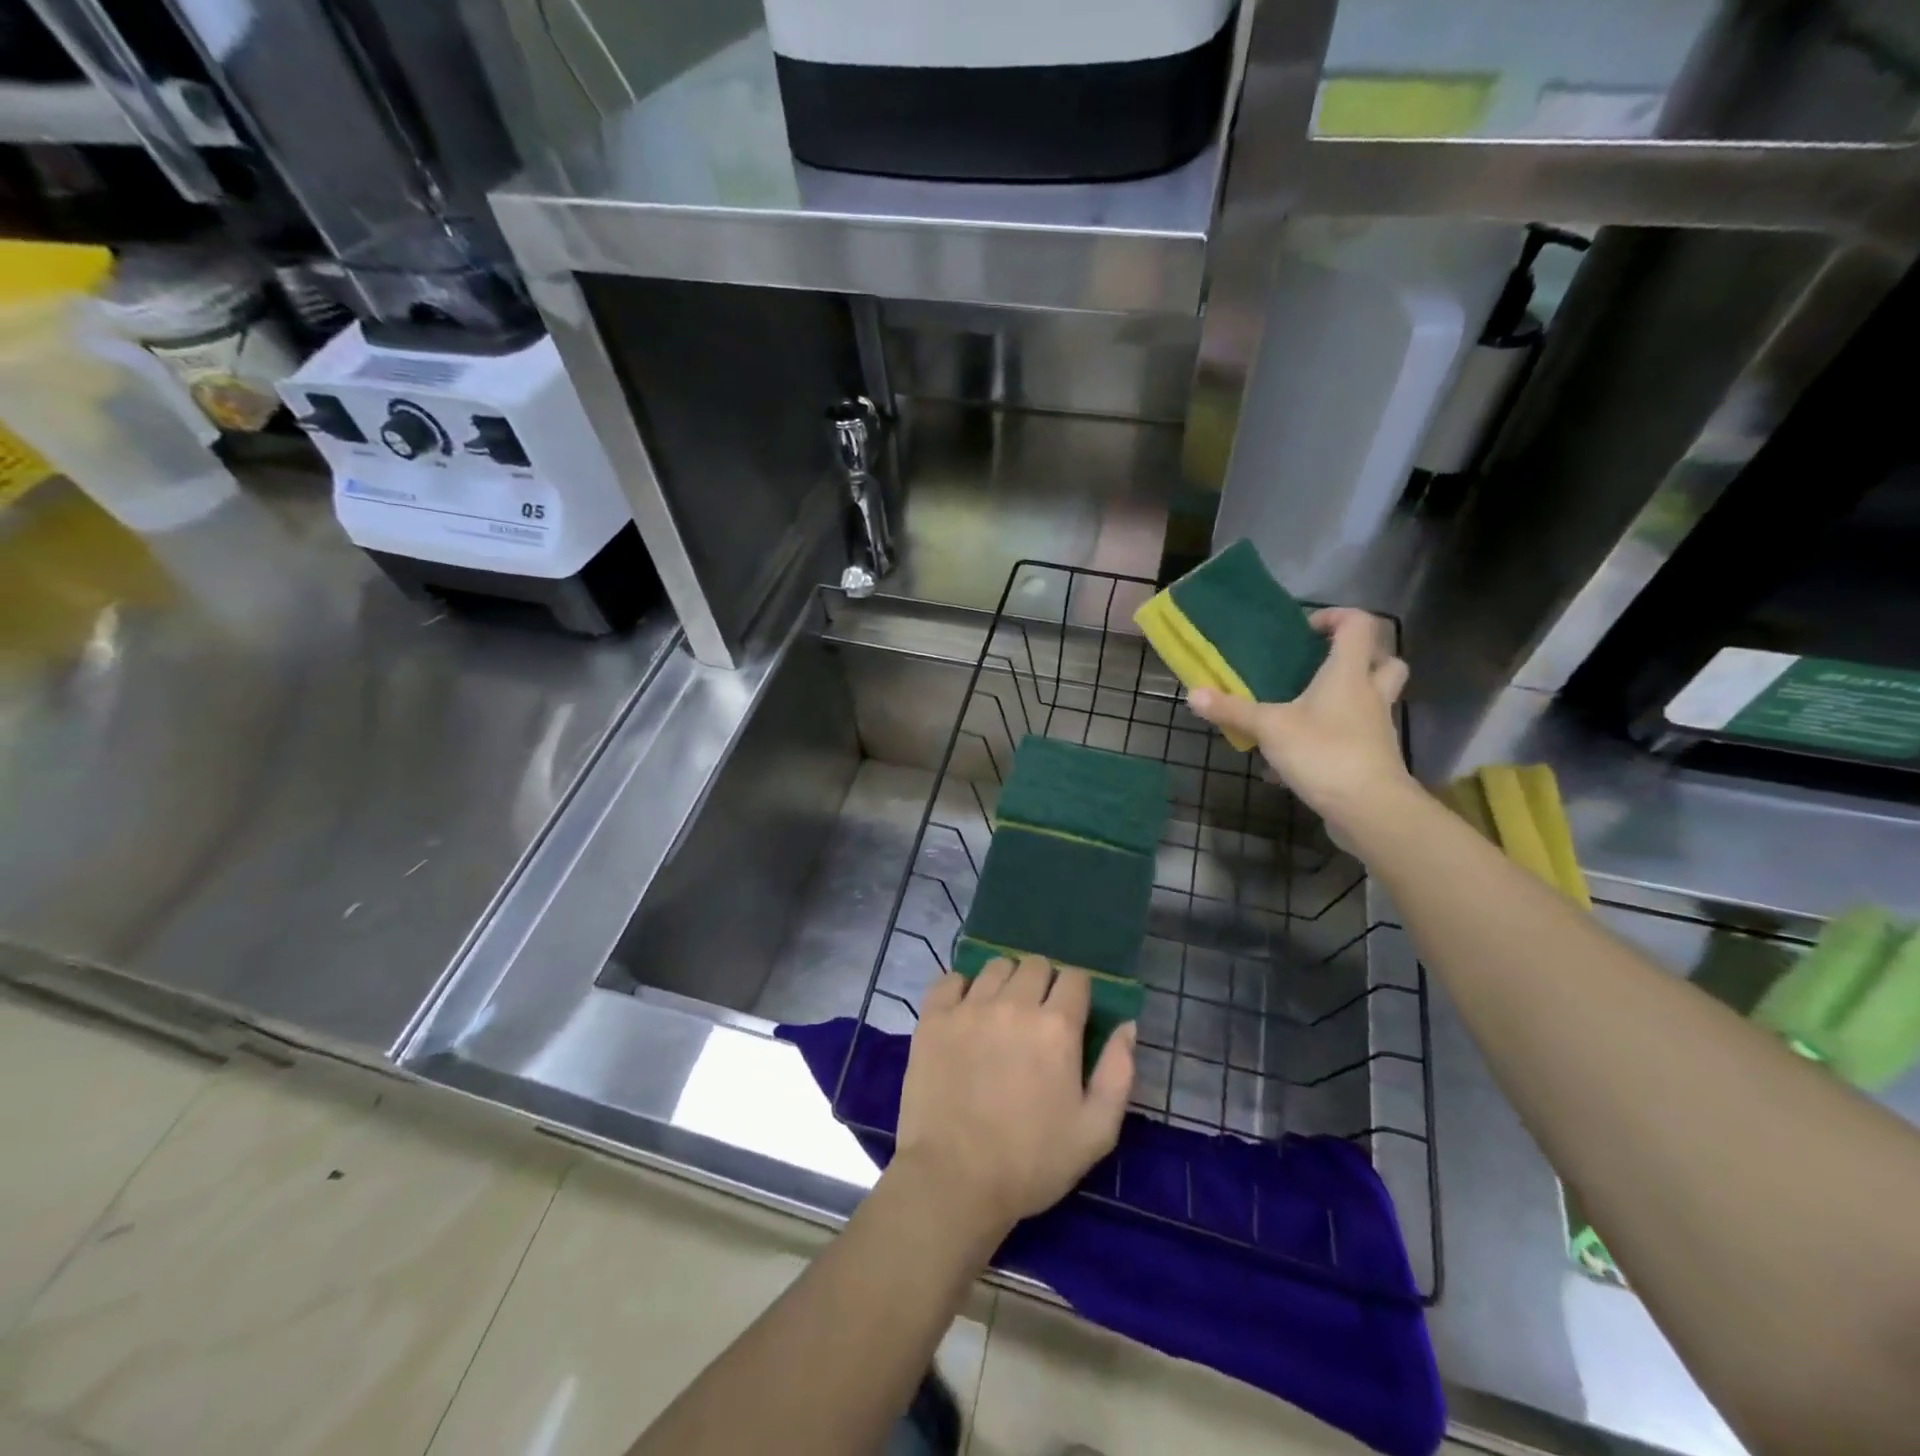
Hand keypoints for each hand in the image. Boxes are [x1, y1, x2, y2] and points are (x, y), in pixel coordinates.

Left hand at [893, 957, 1134, 1241]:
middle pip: (1035, 964)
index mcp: (1056, 1027)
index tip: (1072, 1014)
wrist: (954, 1180)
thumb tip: (1127, 1026)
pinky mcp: (934, 1017)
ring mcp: (969, 1007)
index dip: (1077, 993)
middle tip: (1037, 1016)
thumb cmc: (1031, 1162)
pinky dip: (961, 988)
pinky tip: (965, 1012)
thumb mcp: (1096, 1131)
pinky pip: (951, 979)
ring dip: (1005, 982)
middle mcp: (1014, 1004)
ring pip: (995, 966)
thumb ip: (1118, 1072)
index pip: (1075, 978)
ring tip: (1001, 1013)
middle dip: (1043, 983)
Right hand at [1187, 607, 1415, 833]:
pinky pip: (1355, 736)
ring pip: (1373, 699)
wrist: (1370, 808)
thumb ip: (1232, 710)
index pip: (1359, 625)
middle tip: (1322, 665)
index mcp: (1348, 673)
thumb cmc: (1323, 752)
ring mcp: (1376, 727)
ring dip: (1347, 697)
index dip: (1336, 618)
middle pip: (1384, 660)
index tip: (1306, 630)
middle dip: (1359, 657)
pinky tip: (1297, 757)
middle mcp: (1370, 694)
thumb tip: (1193, 694)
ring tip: (1308, 708)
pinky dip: (1332, 738)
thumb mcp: (1269, 728)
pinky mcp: (1373, 757)